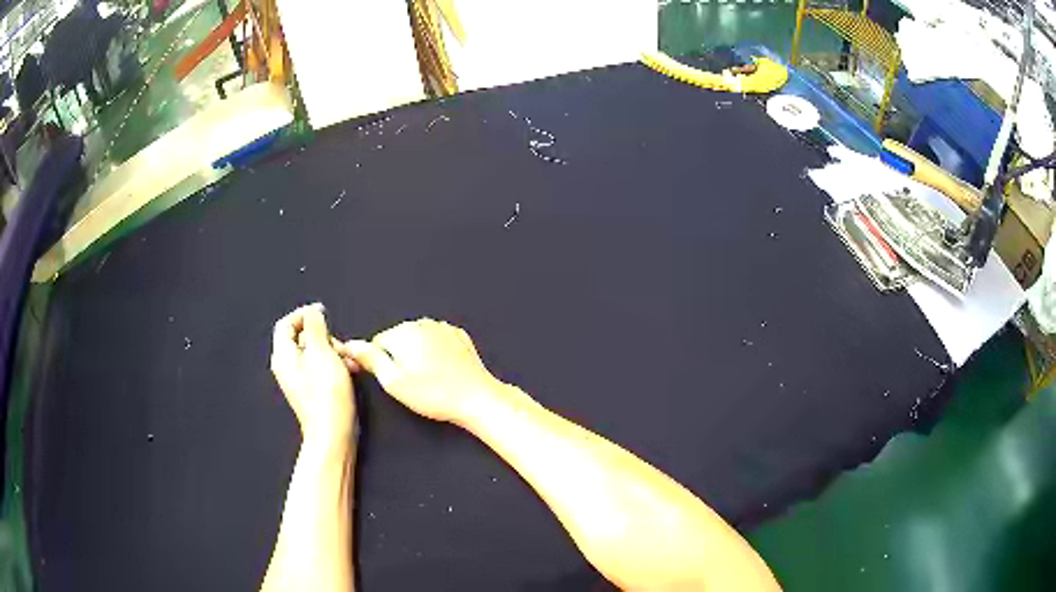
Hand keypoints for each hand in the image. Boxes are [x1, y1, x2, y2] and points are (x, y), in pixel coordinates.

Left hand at [271, 304, 355, 443]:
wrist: (334, 434)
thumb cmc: (327, 395)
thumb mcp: (323, 353)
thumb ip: (316, 328)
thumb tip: (313, 312)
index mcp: (284, 356)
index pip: (286, 323)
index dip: (304, 314)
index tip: (323, 313)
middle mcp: (287, 367)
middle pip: (301, 338)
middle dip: (324, 336)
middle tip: (341, 344)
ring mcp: (299, 380)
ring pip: (314, 353)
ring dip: (334, 351)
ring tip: (351, 360)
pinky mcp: (311, 390)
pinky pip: (320, 368)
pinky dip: (334, 365)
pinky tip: (350, 371)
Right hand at [336, 319, 501, 423]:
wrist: (475, 397)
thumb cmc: (433, 394)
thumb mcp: (393, 382)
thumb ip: (370, 359)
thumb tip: (350, 345)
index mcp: (402, 332)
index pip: (376, 344)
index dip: (380, 364)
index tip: (392, 381)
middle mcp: (421, 323)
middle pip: (398, 339)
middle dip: (400, 358)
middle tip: (412, 384)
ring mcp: (442, 327)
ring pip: (418, 339)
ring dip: (418, 355)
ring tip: (429, 380)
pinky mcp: (458, 336)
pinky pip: (437, 341)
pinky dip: (436, 353)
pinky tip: (443, 371)